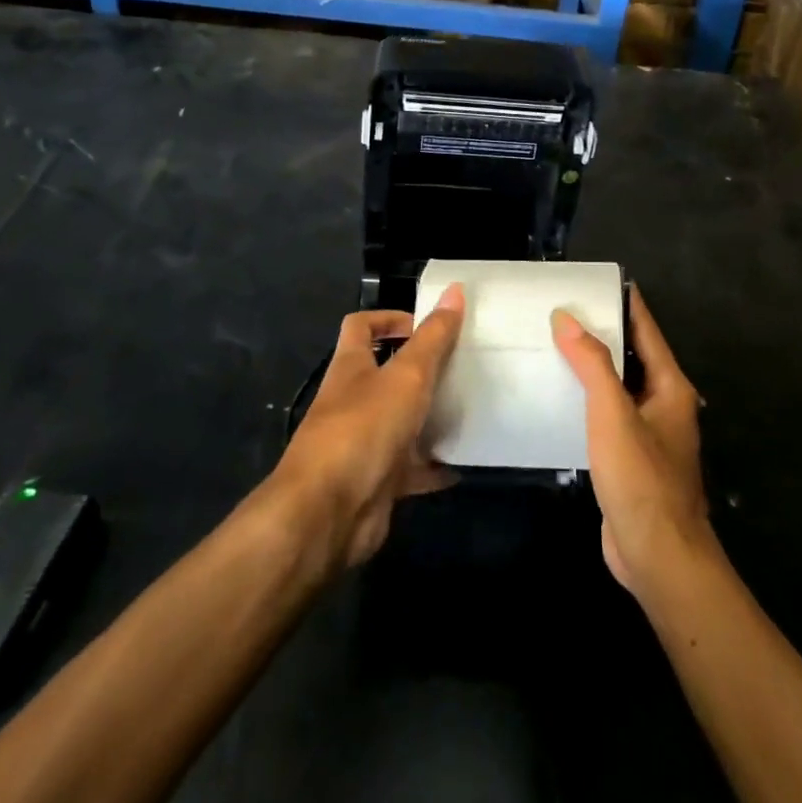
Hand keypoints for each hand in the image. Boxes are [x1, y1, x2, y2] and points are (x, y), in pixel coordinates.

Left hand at [274, 285, 464, 567]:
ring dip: (431, 417)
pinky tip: (465, 462)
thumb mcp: (406, 375)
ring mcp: (364, 443)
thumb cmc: (364, 428)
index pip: (361, 327)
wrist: (329, 512)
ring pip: (402, 422)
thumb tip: (455, 289)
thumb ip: (433, 337)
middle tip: (464, 366)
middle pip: (386, 375)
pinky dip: (435, 467)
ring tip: (472, 408)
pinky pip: (411, 468)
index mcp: (351, 368)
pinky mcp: (377, 481)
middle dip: (422, 370)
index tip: (427, 325)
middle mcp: (353, 401)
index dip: (389, 318)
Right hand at [551, 287, 714, 596]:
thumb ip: (592, 364)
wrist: (658, 556)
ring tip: (553, 346)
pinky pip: (608, 416)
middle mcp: (664, 404)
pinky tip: (558, 397)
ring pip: (618, 387)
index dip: (625, 303)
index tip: (594, 281)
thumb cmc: (641, 479)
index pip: (646, 330)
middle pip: (632, 356)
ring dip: (592, 368)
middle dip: (602, 333)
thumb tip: (567, 318)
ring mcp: (649, 434)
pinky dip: (587, 401)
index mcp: (670, 387)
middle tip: (561, 311)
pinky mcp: (631, 459)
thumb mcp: (613, 414)